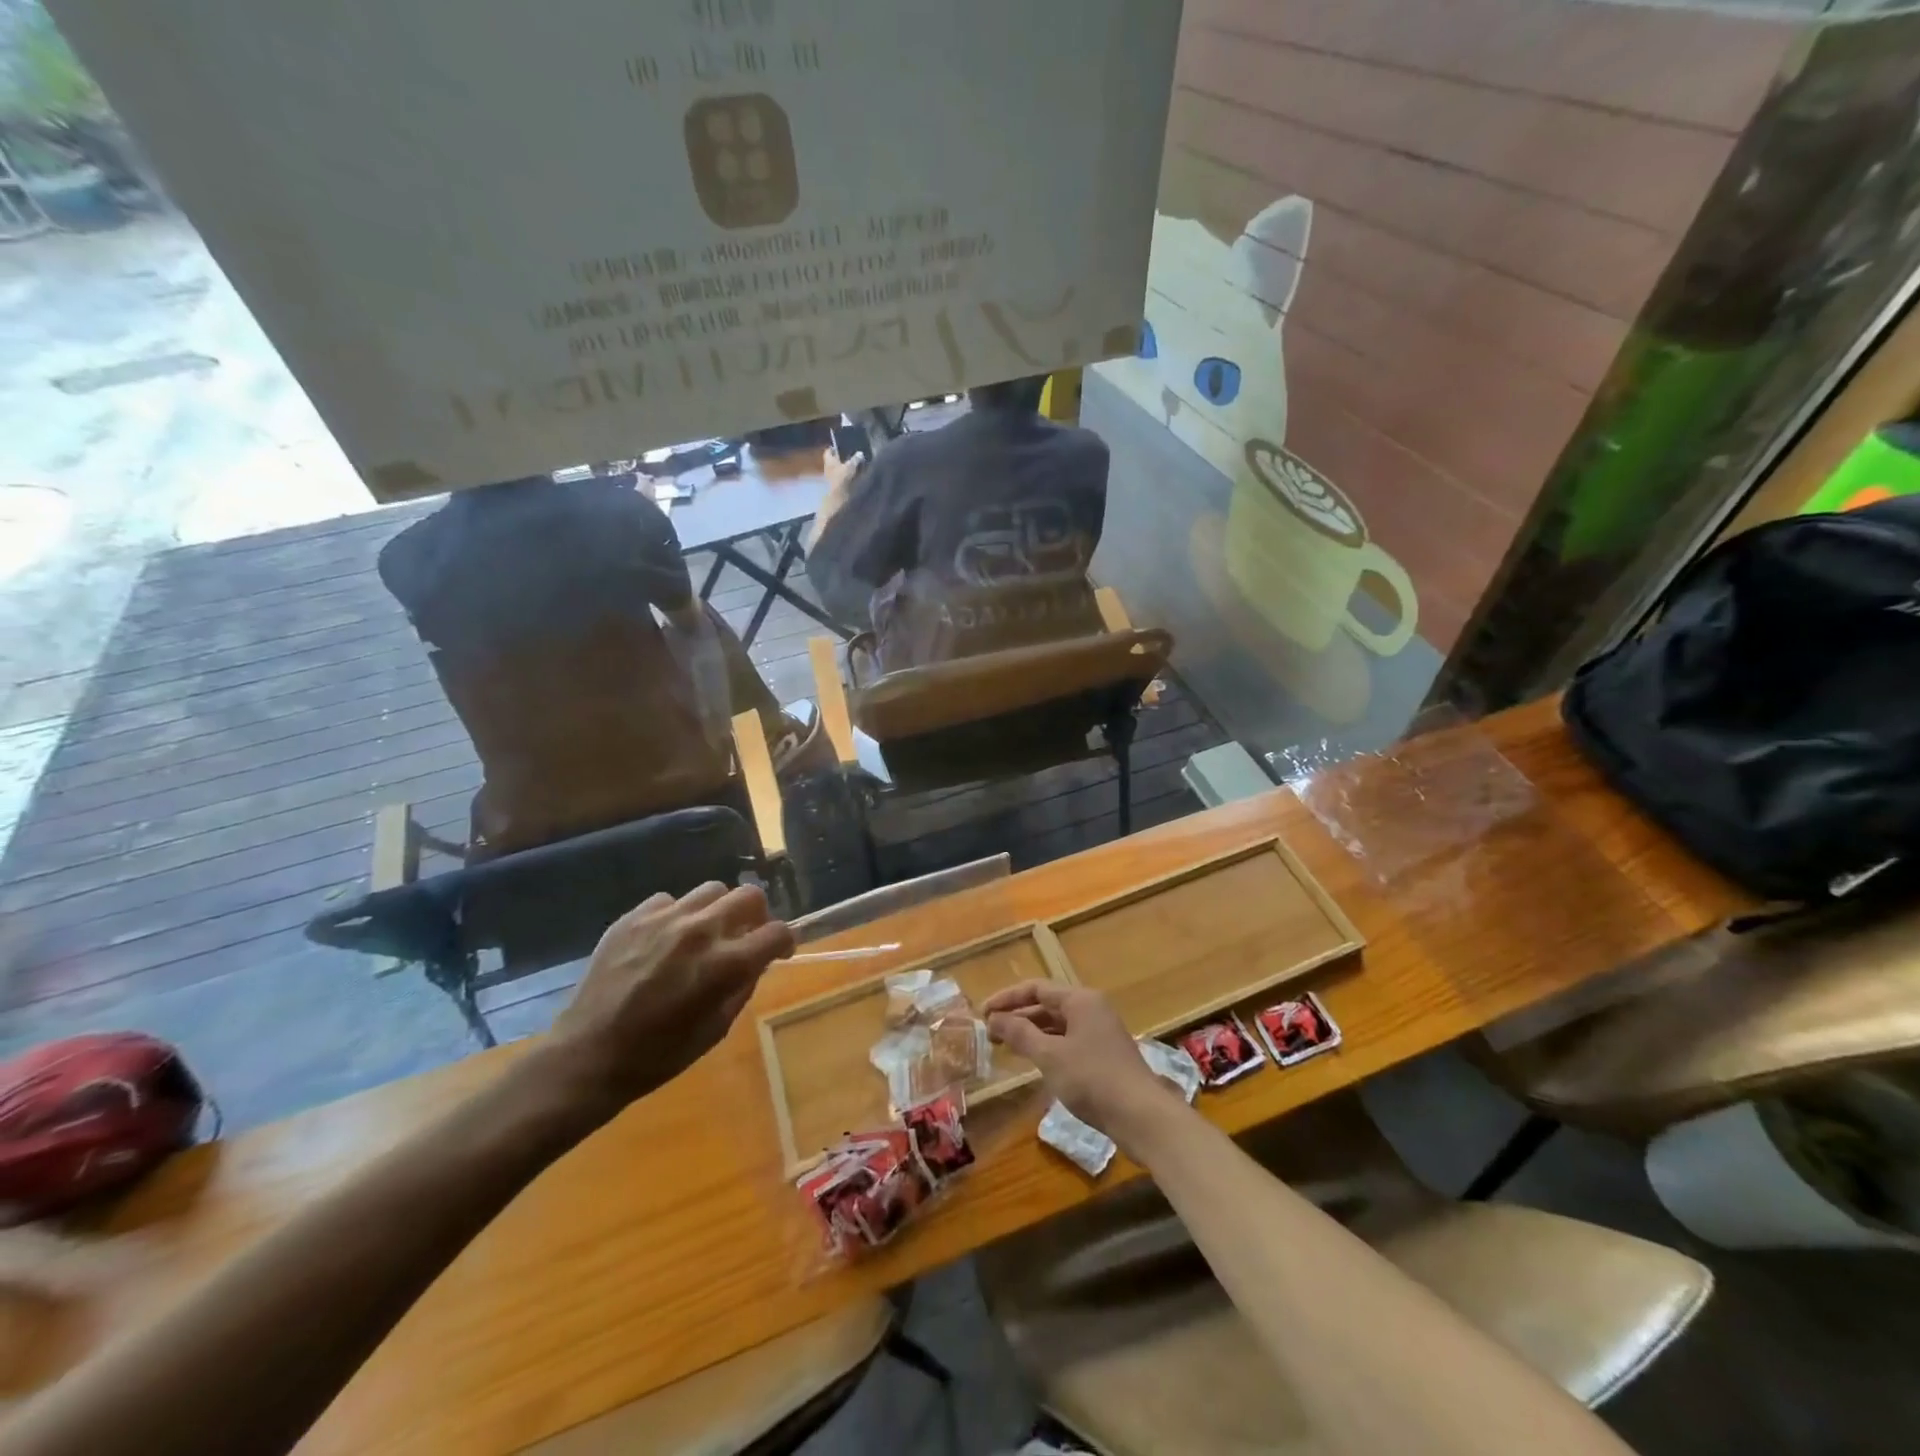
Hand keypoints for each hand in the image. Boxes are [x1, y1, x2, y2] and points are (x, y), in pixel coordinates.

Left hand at [545, 883, 793, 1113]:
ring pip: (712, 890)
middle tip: (746, 935)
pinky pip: (670, 900)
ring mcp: (665, 919)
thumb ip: (742, 986)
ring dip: (718, 909)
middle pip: (750, 895)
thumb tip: (756, 961)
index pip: (777, 932)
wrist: (588, 1056)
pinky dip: (678, 916)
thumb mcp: (716, 1029)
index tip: (779, 951)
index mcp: (726, 964)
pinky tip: (666, 940)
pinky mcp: (634, 917)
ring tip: (706, 933)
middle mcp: (701, 931)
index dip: (785, 941)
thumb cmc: (658, 1055)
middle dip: (757, 915)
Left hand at [822, 446, 865, 494]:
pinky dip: (845, 476)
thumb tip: (860, 453)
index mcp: (828, 460)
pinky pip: (840, 478)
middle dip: (839, 458)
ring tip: (853, 465)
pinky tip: (853, 476)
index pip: (828, 451)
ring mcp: (831, 478)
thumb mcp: (850, 467)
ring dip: (843, 468)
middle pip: (832, 461)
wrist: (837, 498)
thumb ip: (855, 459)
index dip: (833, 448)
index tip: (839, 446)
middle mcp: (827, 468)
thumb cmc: (841, 479)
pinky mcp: (835, 486)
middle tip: (848, 455)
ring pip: (836, 470)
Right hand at [982, 982, 1180, 1148]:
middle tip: (990, 1032)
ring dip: (1032, 1032)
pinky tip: (1034, 1061)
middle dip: (1018, 1016)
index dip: (1007, 998)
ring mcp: (1100, 1032)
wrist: (1142, 1117)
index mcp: (1080, 1000)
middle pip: (1047, 1004)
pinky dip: (1048, 1046)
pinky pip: (1068, 1040)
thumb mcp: (1050, 1056)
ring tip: (1006, 1046)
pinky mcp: (1104, 1055)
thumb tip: (994, 1018)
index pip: (1036, 988)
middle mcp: (1091, 1008)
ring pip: (1058, 1024)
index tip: (983, 1013)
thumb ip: (1020, 1034)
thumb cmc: (1093, 1079)